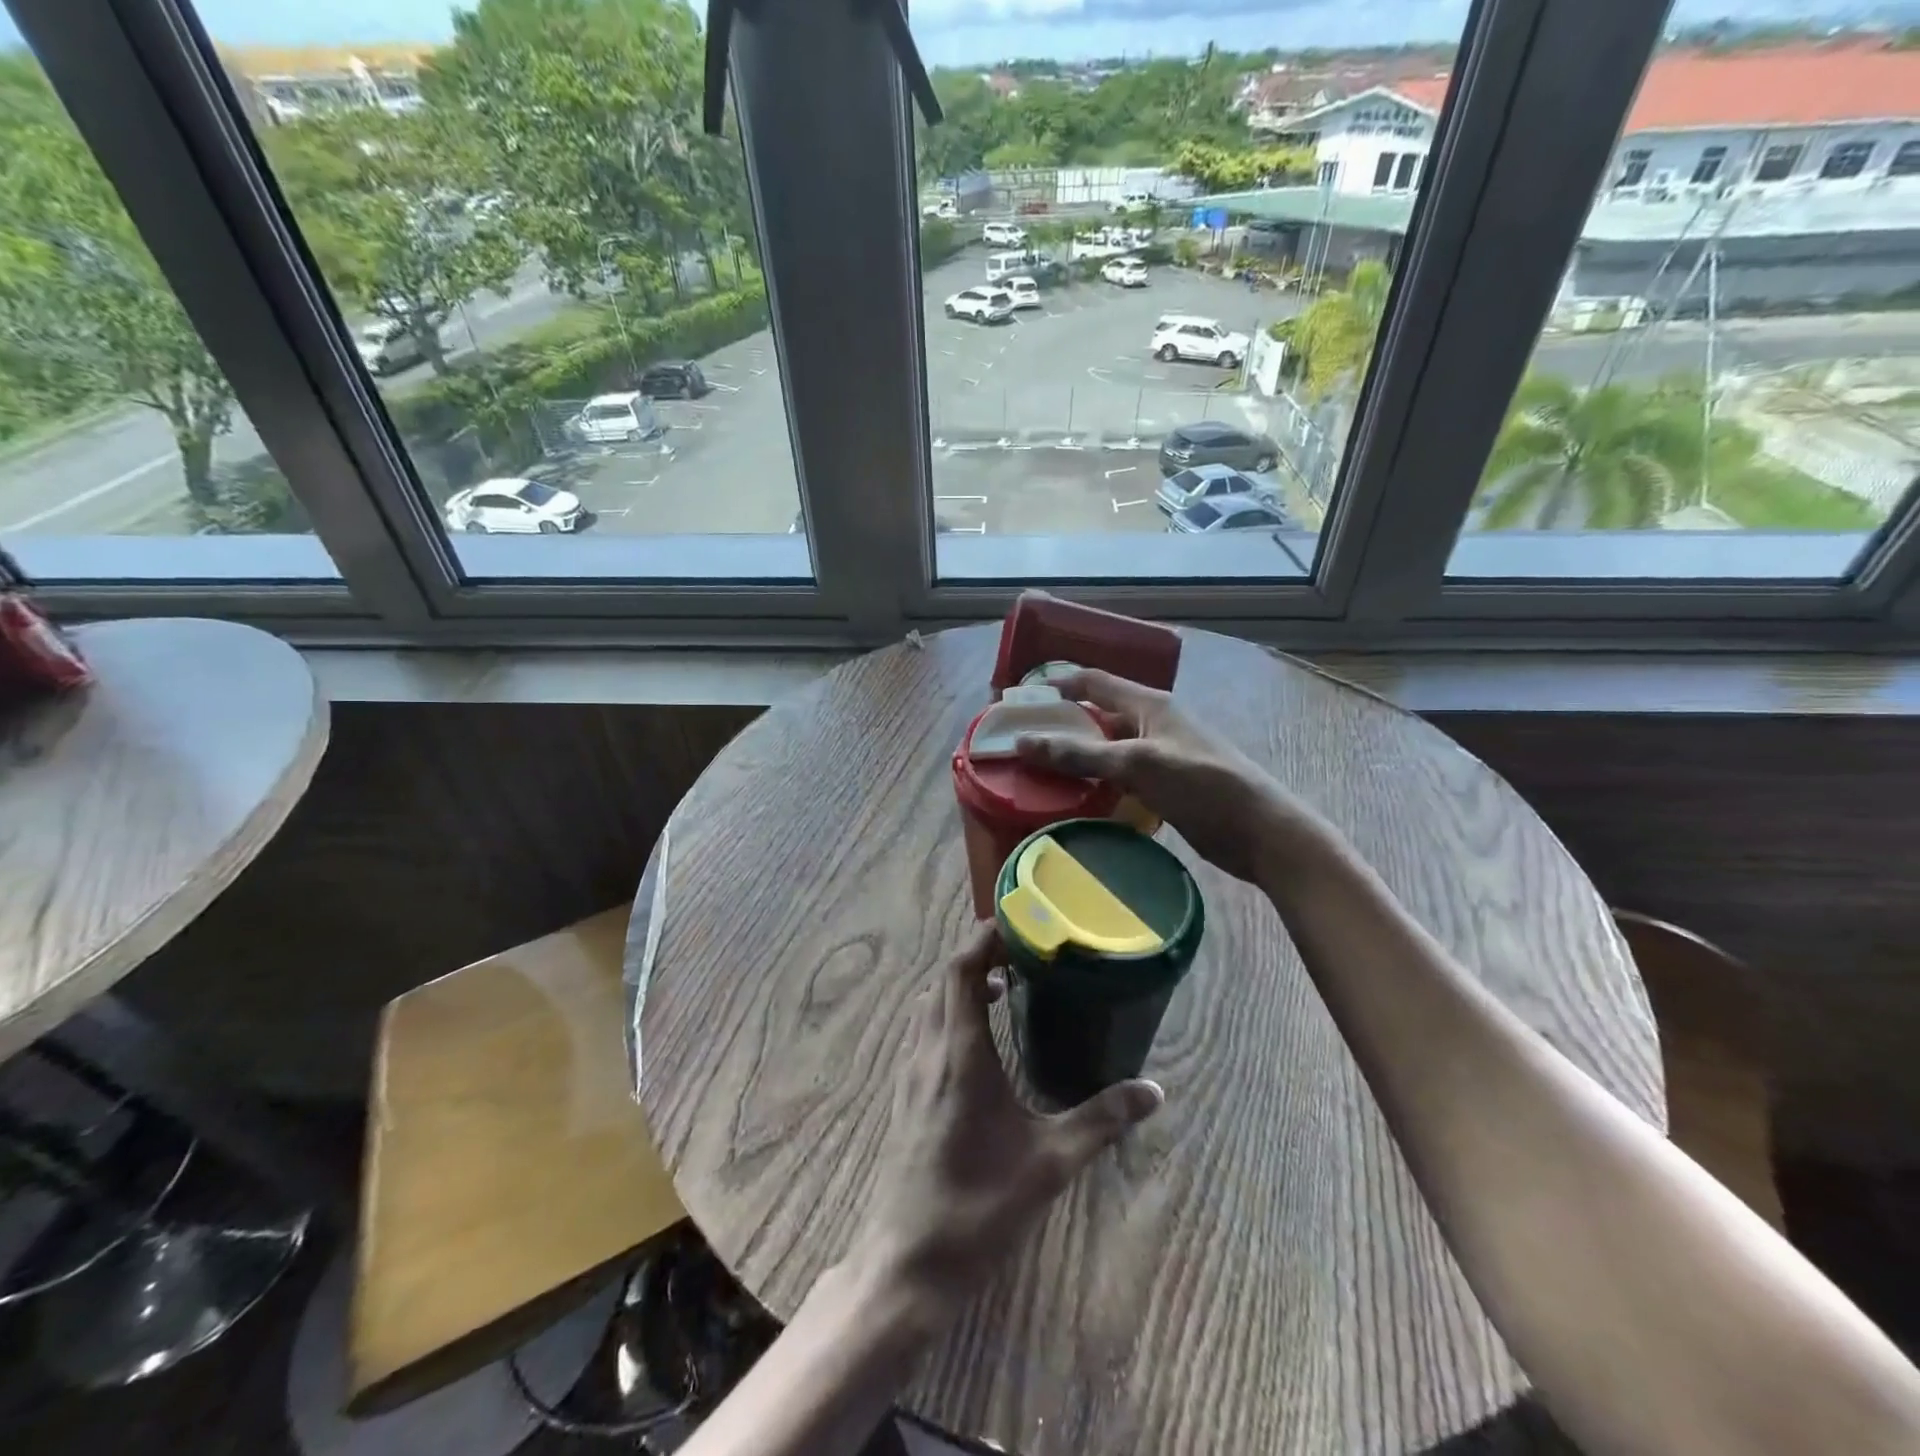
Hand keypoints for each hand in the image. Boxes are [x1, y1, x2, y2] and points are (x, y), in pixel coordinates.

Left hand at [855, 924, 1162, 1318]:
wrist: (908, 1262)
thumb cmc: (980, 1206)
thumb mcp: (1050, 1163)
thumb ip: (1101, 1121)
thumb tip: (1153, 1090)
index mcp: (960, 1053)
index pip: (959, 969)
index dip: (981, 937)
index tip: (1016, 923)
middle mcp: (929, 1051)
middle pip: (943, 980)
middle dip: (976, 956)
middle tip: (1019, 954)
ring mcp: (911, 1074)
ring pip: (930, 1005)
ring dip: (959, 984)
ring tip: (1000, 987)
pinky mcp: (905, 1095)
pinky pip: (924, 1032)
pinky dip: (948, 1013)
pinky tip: (977, 1042)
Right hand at [1015, 666, 1300, 883]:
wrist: (1259, 832)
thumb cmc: (1202, 785)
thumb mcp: (1138, 764)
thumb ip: (1081, 753)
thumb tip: (1023, 743)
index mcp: (1148, 704)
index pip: (1092, 681)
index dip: (1055, 685)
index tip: (1016, 702)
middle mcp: (1151, 723)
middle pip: (1095, 715)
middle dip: (1058, 725)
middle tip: (1019, 743)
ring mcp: (1158, 756)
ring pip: (1105, 749)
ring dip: (1074, 758)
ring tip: (1035, 773)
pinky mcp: (1163, 786)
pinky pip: (1118, 777)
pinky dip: (1094, 783)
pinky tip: (1072, 799)